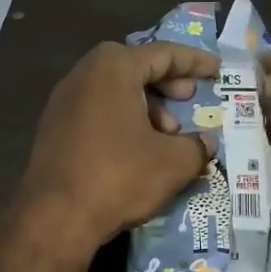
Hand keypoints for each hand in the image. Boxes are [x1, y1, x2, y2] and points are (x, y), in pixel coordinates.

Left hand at [9, 41, 218, 263]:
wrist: (54, 217)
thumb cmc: (119, 176)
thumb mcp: (173, 162)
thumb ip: (197, 145)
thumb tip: (206, 142)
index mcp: (113, 68)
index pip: (163, 53)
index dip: (194, 62)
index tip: (217, 71)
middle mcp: (84, 74)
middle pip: (134, 67)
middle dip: (167, 83)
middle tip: (189, 99)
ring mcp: (63, 101)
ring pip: (114, 91)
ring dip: (145, 106)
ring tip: (167, 136)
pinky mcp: (54, 128)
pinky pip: (97, 111)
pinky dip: (122, 120)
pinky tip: (138, 150)